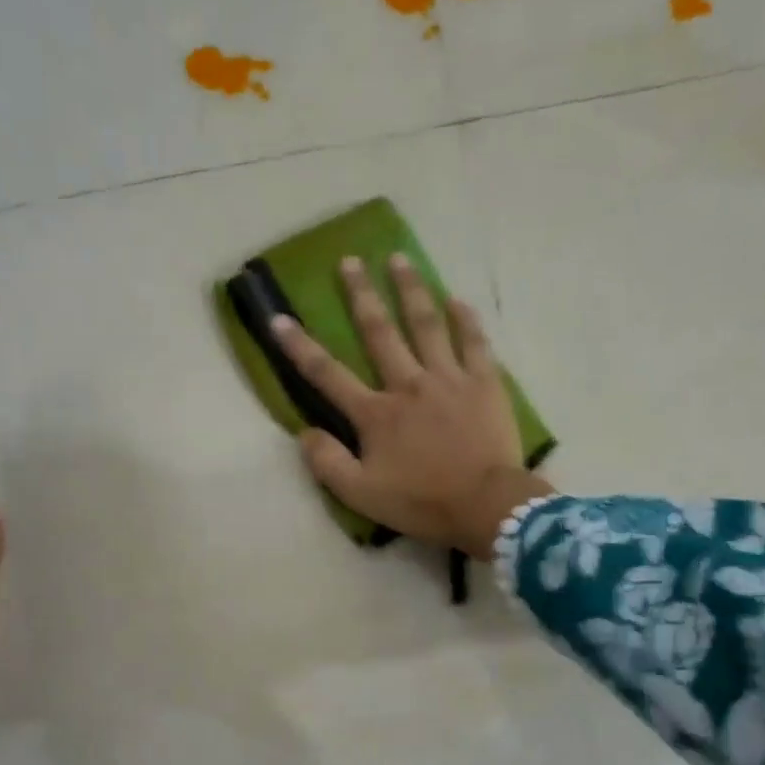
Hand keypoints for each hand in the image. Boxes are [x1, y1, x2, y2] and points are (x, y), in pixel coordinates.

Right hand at [272, 254, 553, 558]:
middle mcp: (408, 385)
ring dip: (410, 289)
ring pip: (426, 324)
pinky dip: (465, 319)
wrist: (486, 506)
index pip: (328, 374)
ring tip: (399, 258)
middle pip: (380, 332)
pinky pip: (474, 342)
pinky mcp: (485, 383)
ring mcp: (449, 379)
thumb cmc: (421, 502)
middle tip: (349, 261)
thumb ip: (327, 463)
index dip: (299, 346)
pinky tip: (456, 299)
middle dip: (361, 295)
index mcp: (376, 414)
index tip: (278, 318)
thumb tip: (304, 433)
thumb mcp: (361, 494)